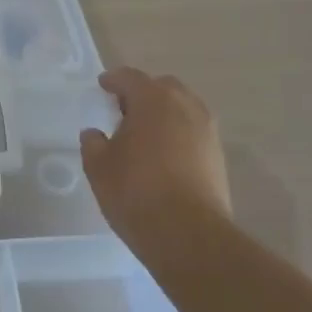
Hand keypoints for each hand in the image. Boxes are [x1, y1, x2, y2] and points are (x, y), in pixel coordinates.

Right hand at [80, 66, 232, 241]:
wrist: (188, 234)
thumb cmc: (135, 191)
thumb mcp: (98, 166)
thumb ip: (93, 143)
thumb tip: (95, 134)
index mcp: (153, 99)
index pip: (130, 78)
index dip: (113, 80)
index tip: (103, 86)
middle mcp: (185, 106)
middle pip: (163, 87)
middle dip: (144, 93)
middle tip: (124, 111)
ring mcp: (207, 131)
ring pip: (183, 109)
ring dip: (164, 114)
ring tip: (145, 135)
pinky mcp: (218, 156)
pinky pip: (194, 132)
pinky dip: (178, 134)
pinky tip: (164, 155)